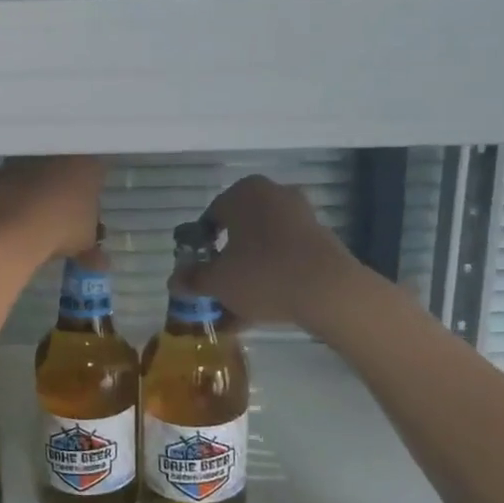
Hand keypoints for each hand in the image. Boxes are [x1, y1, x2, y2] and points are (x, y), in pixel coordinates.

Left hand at [0, 156, 104, 263]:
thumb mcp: (84, 245)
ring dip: (36, 200)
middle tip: (61, 227)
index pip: (96, 176)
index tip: (87, 220)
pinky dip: (13, 205)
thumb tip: (100, 262)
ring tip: (34, 231)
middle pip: (64, 175)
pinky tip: (12, 228)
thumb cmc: (60, 229)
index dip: (92, 198)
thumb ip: (92, 250)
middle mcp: (56, 156)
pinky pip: (11, 190)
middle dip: (63, 198)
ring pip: (36, 180)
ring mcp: (23, 163)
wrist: (7, 226)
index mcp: (86, 165)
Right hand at [177, 175, 358, 327]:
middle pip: (239, 232)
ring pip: (263, 247)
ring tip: (238, 309)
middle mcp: (273, 195)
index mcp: (243, 193)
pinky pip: (286, 257)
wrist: (328, 291)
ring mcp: (301, 216)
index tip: (198, 272)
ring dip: (249, 273)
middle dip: (227, 262)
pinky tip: (263, 308)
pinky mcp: (321, 239)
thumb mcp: (217, 282)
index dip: (200, 247)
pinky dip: (273, 277)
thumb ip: (193, 279)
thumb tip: (174, 280)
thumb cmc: (262, 274)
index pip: (210, 217)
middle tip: (217, 289)